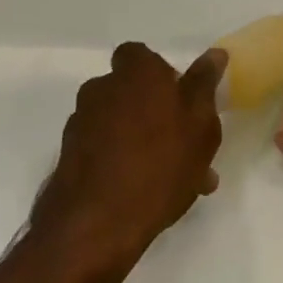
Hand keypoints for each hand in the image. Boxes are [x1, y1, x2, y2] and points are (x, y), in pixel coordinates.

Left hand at [31, 43, 225, 271]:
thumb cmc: (160, 164)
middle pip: (130, 91)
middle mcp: (102, 90)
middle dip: (153, 110)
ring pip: (119, 125)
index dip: (160, 73)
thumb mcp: (200, 124)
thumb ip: (205, 85)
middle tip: (183, 143)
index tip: (180, 98)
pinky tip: (146, 194)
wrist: (94, 228)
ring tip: (172, 179)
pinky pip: (104, 153)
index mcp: (135, 72)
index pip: (140, 55)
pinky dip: (122, 164)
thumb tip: (214, 53)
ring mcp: (80, 126)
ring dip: (140, 141)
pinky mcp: (68, 161)